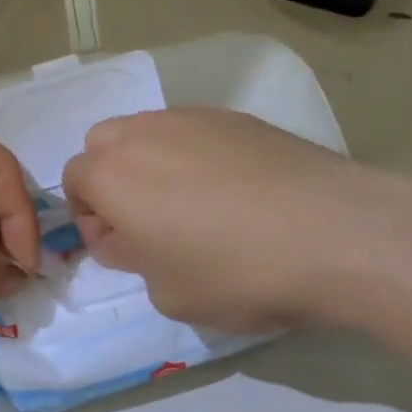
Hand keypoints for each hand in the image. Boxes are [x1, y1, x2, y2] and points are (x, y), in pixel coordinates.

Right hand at [61, 108, 385, 332]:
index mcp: (113, 175)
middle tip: (149, 222)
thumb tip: (134, 236)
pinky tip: (237, 192)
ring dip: (152, 165)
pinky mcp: (239, 117)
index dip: (90, 220)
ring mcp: (194, 118)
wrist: (338, 233)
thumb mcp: (168, 294)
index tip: (124, 250)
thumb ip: (133, 259)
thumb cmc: (238, 272)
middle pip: (103, 144)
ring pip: (149, 133)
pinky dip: (196, 156)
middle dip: (112, 180)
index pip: (73, 180)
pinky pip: (195, 132)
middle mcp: (144, 133)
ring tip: (195, 206)